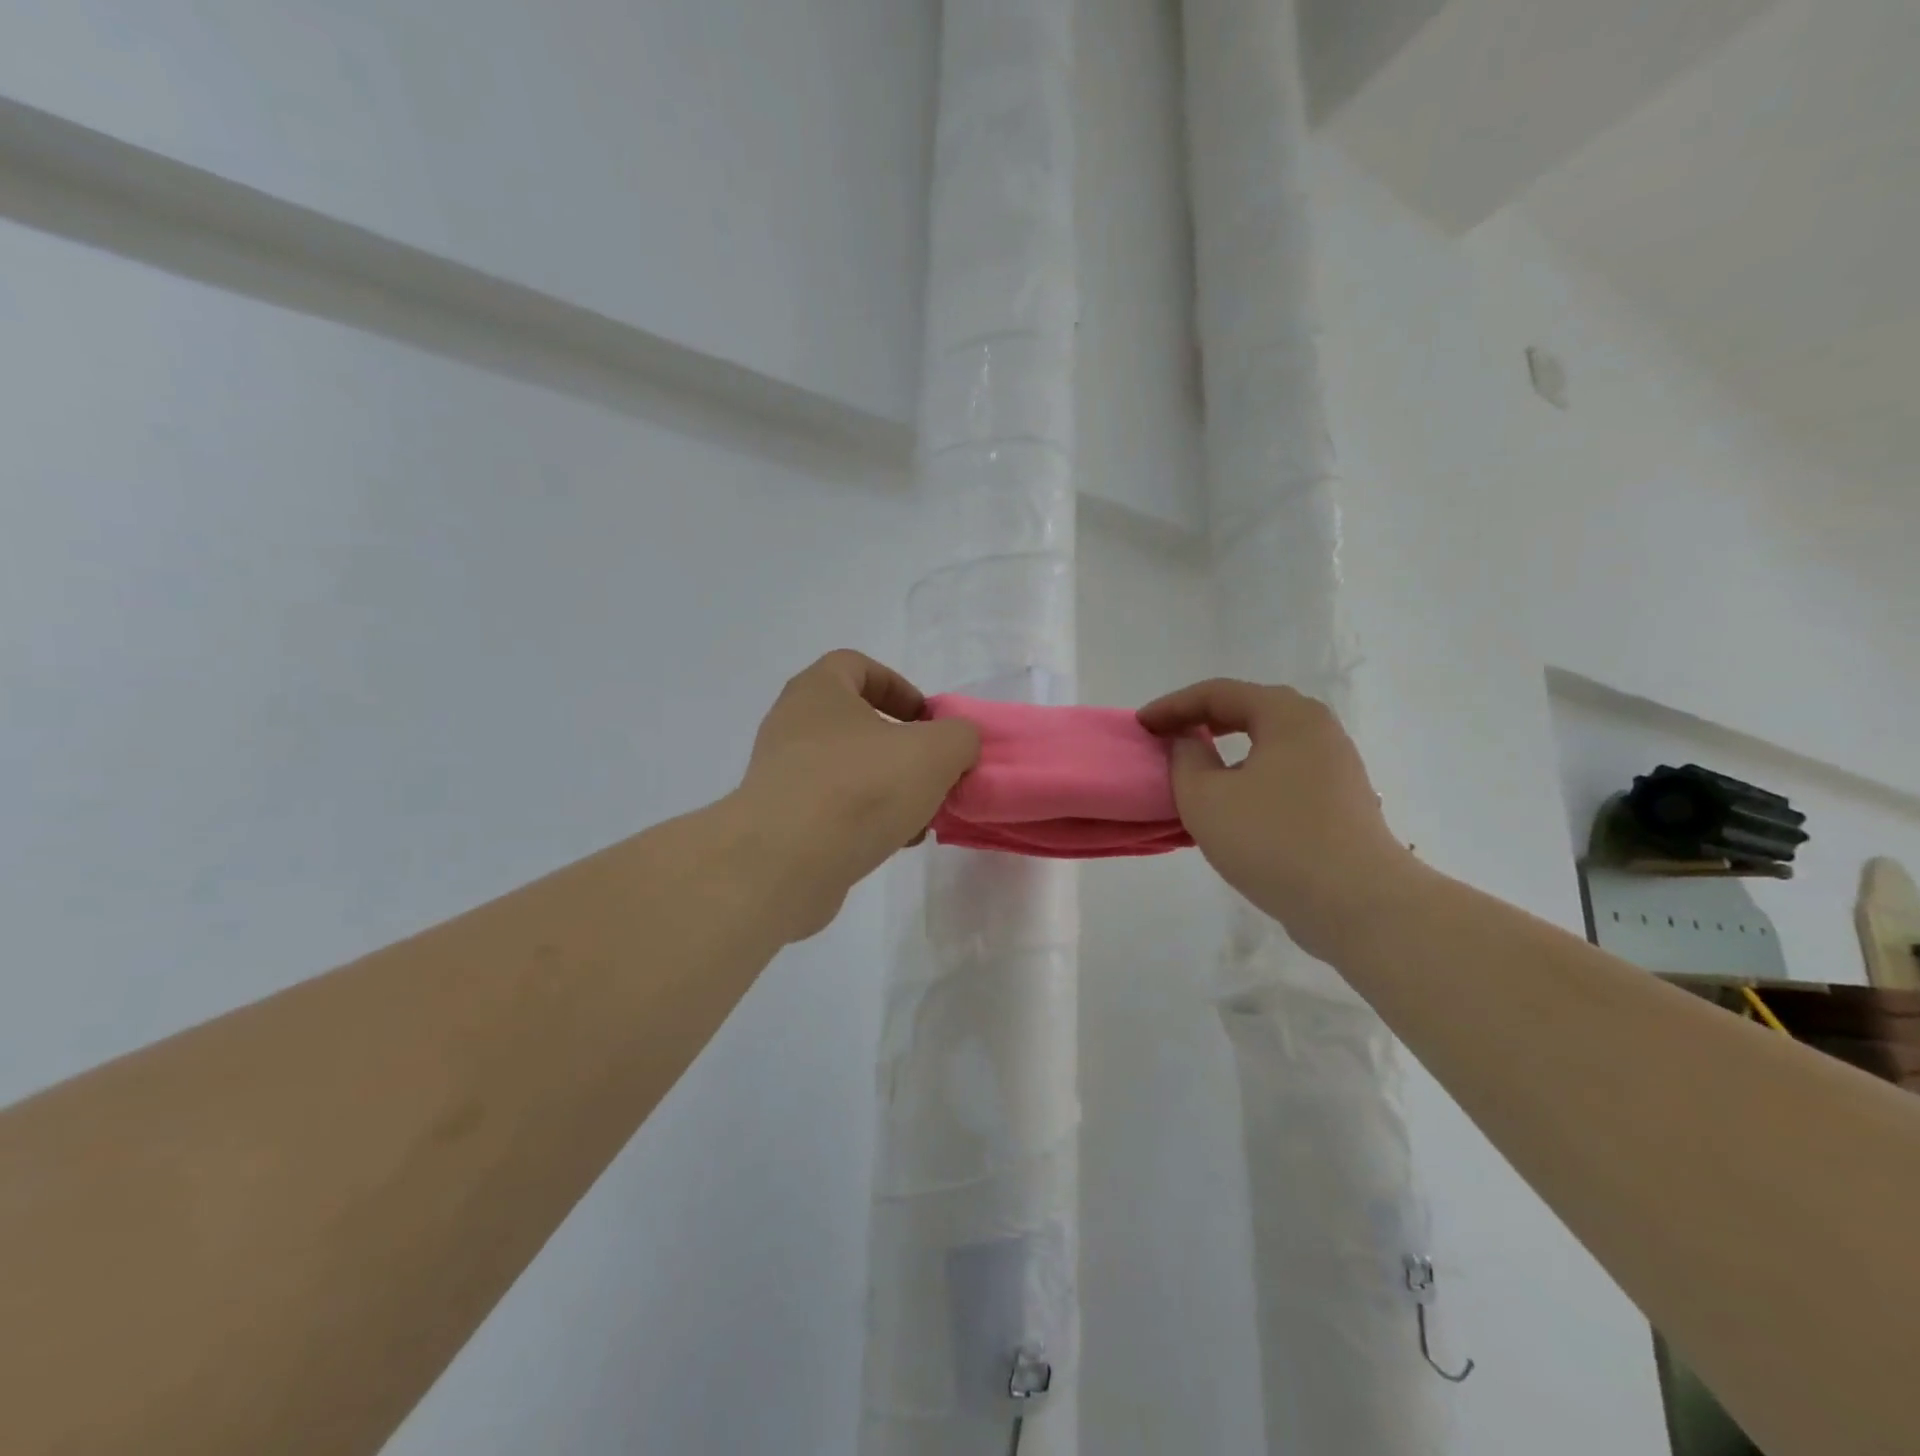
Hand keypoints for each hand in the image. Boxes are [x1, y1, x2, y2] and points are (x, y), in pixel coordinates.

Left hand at [733, 651, 979, 940]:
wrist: (785, 863)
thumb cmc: (861, 787)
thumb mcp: (935, 752)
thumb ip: (959, 736)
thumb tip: (957, 741)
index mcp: (818, 690)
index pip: (857, 666)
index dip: (899, 687)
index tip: (928, 721)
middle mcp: (792, 725)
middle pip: (856, 723)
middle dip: (901, 748)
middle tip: (931, 773)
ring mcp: (780, 774)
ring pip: (848, 770)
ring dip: (887, 788)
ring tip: (919, 818)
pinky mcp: (779, 820)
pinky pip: (831, 808)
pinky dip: (863, 820)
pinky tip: (891, 843)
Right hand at [1139, 679, 1415, 958]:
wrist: (1356, 902)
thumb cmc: (1272, 839)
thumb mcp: (1205, 797)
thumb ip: (1185, 759)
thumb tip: (1189, 744)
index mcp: (1287, 715)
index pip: (1218, 693)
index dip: (1172, 706)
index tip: (1141, 725)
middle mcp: (1318, 729)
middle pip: (1249, 710)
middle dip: (1201, 721)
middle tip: (1166, 738)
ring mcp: (1335, 766)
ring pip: (1268, 744)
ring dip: (1226, 751)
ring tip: (1194, 770)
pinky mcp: (1341, 801)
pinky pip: (1283, 772)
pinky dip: (1250, 775)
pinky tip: (1232, 803)